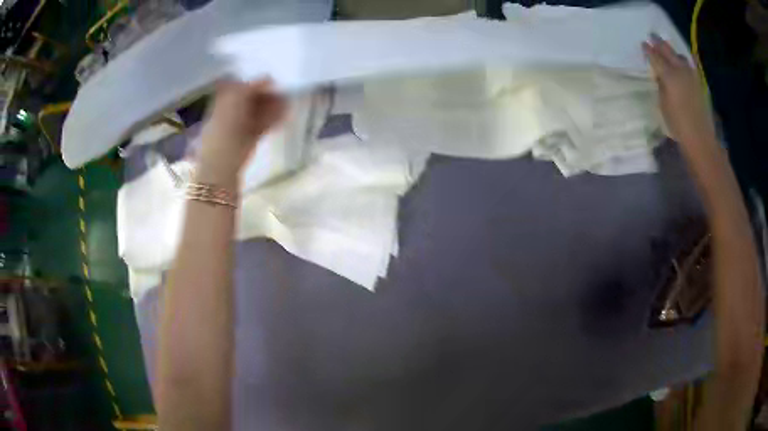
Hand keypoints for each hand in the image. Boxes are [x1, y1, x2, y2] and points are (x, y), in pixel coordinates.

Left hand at [196, 79, 286, 182]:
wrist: (222, 164)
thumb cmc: (224, 128)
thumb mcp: (235, 99)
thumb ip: (251, 86)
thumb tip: (268, 78)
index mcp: (222, 101)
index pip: (240, 86)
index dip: (255, 82)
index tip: (272, 80)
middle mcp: (230, 111)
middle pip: (251, 99)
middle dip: (267, 94)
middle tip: (284, 90)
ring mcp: (240, 126)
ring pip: (258, 112)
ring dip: (273, 106)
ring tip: (289, 102)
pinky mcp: (249, 139)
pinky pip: (263, 125)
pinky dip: (274, 119)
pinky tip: (285, 114)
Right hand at [642, 34, 715, 146]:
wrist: (700, 139)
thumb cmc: (678, 125)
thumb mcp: (663, 105)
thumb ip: (661, 86)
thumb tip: (660, 76)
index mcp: (669, 75)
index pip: (655, 57)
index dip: (648, 50)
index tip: (643, 44)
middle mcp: (680, 70)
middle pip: (668, 52)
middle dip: (659, 44)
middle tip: (653, 37)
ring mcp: (691, 76)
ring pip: (680, 57)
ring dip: (673, 52)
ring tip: (668, 51)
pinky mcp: (699, 84)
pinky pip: (691, 66)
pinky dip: (685, 62)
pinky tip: (683, 62)